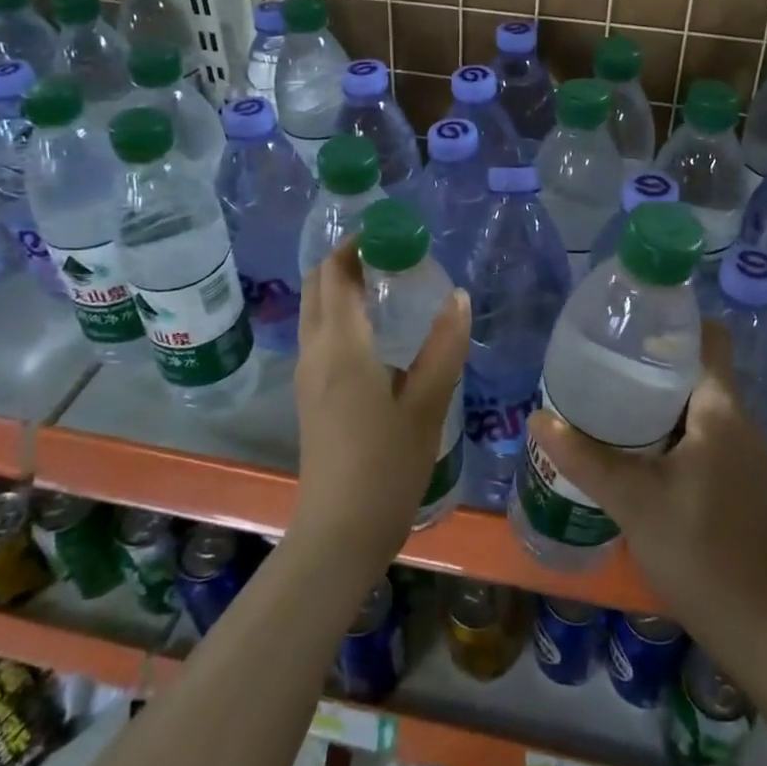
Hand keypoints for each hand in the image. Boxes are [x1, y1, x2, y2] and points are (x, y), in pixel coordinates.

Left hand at [292, 238, 468, 572]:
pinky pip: (319, 332)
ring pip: (316, 308)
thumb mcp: (427, 403)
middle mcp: (314, 350)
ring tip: (390, 282)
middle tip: (395, 254)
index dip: (360, 243)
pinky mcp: (310, 393)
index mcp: (340, 345)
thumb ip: (444, 345)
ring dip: (343, 284)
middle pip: (319, 284)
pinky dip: (341, 311)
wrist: (339, 531)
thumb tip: (459, 297)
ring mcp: (307, 373)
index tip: (395, 233)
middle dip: (349, 258)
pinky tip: (378, 327)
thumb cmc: (386, 465)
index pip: (336, 272)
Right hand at [527, 323, 766, 647]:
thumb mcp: (632, 500)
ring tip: (608, 395)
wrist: (756, 626)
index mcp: (721, 410)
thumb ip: (583, 457)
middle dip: (652, 360)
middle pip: (697, 368)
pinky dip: (668, 425)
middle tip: (603, 360)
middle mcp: (737, 421)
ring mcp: (740, 452)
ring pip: (697, 401)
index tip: (629, 323)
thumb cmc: (697, 550)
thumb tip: (537, 419)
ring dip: (657, 395)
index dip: (673, 322)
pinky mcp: (735, 477)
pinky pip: (700, 430)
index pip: (708, 338)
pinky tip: (632, 444)